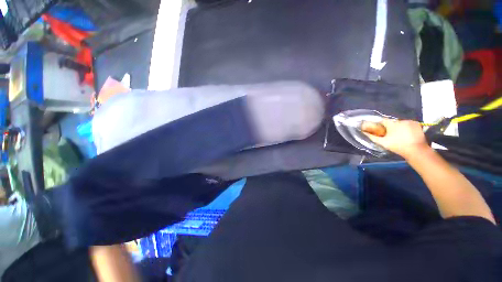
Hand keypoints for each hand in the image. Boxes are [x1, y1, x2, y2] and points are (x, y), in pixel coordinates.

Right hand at [364, 119, 429, 158]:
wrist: (416, 150)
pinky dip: (406, 127)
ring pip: (400, 123)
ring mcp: (410, 122)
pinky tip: (407, 134)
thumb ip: (372, 137)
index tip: (378, 128)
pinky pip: (408, 124)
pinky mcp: (417, 124)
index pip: (382, 120)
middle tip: (389, 134)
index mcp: (392, 124)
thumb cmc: (398, 146)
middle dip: (390, 127)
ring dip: (398, 127)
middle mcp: (401, 120)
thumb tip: (363, 133)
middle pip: (392, 122)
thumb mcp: (383, 143)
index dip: (379, 124)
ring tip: (399, 135)